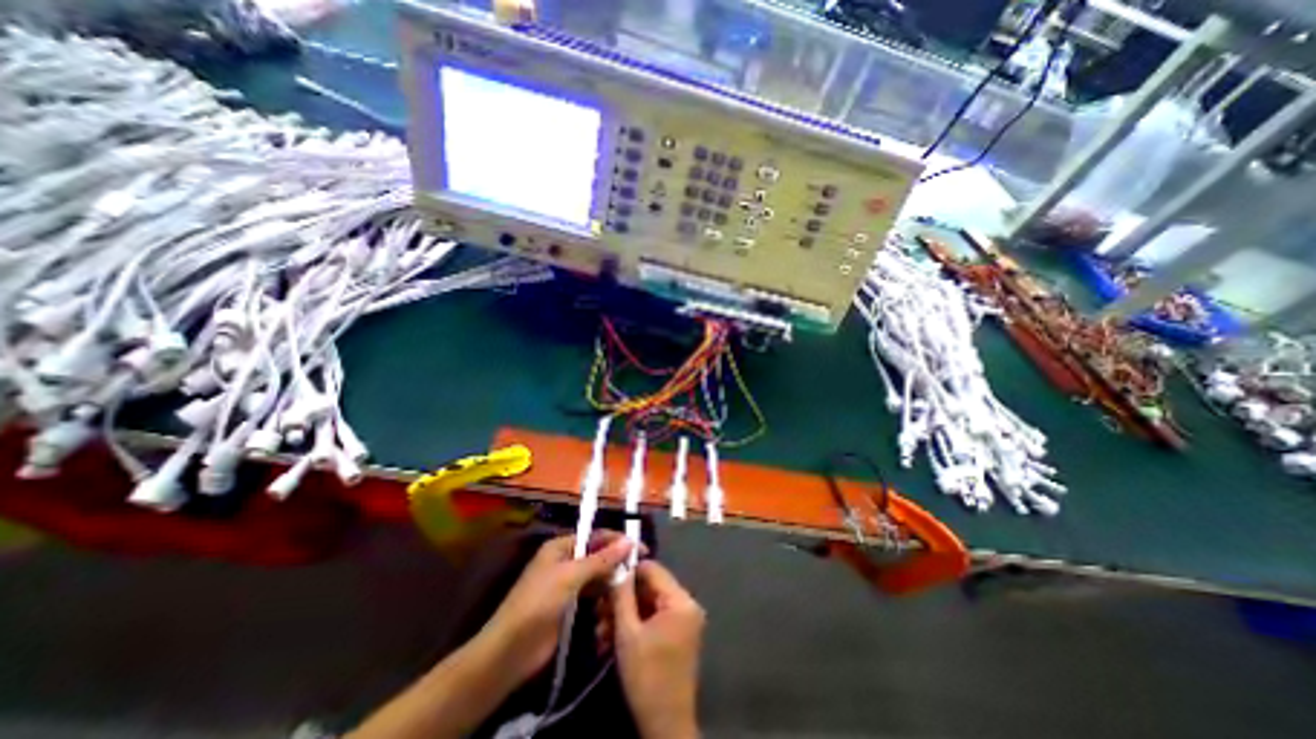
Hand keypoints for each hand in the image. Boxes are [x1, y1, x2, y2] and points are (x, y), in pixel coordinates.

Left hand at [483, 534, 631, 683]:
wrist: (510, 652)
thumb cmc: (538, 603)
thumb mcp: (571, 576)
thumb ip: (601, 559)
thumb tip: (629, 541)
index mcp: (562, 546)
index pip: (596, 536)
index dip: (618, 540)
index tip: (642, 549)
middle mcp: (566, 561)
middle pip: (598, 556)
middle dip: (617, 562)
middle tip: (640, 572)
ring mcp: (568, 584)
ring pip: (598, 576)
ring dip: (612, 582)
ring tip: (631, 590)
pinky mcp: (570, 606)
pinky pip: (593, 595)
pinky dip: (604, 598)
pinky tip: (616, 604)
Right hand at [609, 560, 702, 738]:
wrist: (665, 727)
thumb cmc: (646, 676)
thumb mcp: (628, 633)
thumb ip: (622, 595)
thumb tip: (617, 566)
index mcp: (681, 600)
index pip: (653, 569)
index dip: (629, 571)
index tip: (606, 578)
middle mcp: (687, 604)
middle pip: (651, 587)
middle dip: (623, 598)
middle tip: (599, 610)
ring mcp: (684, 620)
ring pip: (649, 604)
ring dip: (625, 613)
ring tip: (601, 629)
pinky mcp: (678, 634)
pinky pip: (655, 618)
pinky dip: (635, 624)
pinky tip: (612, 637)